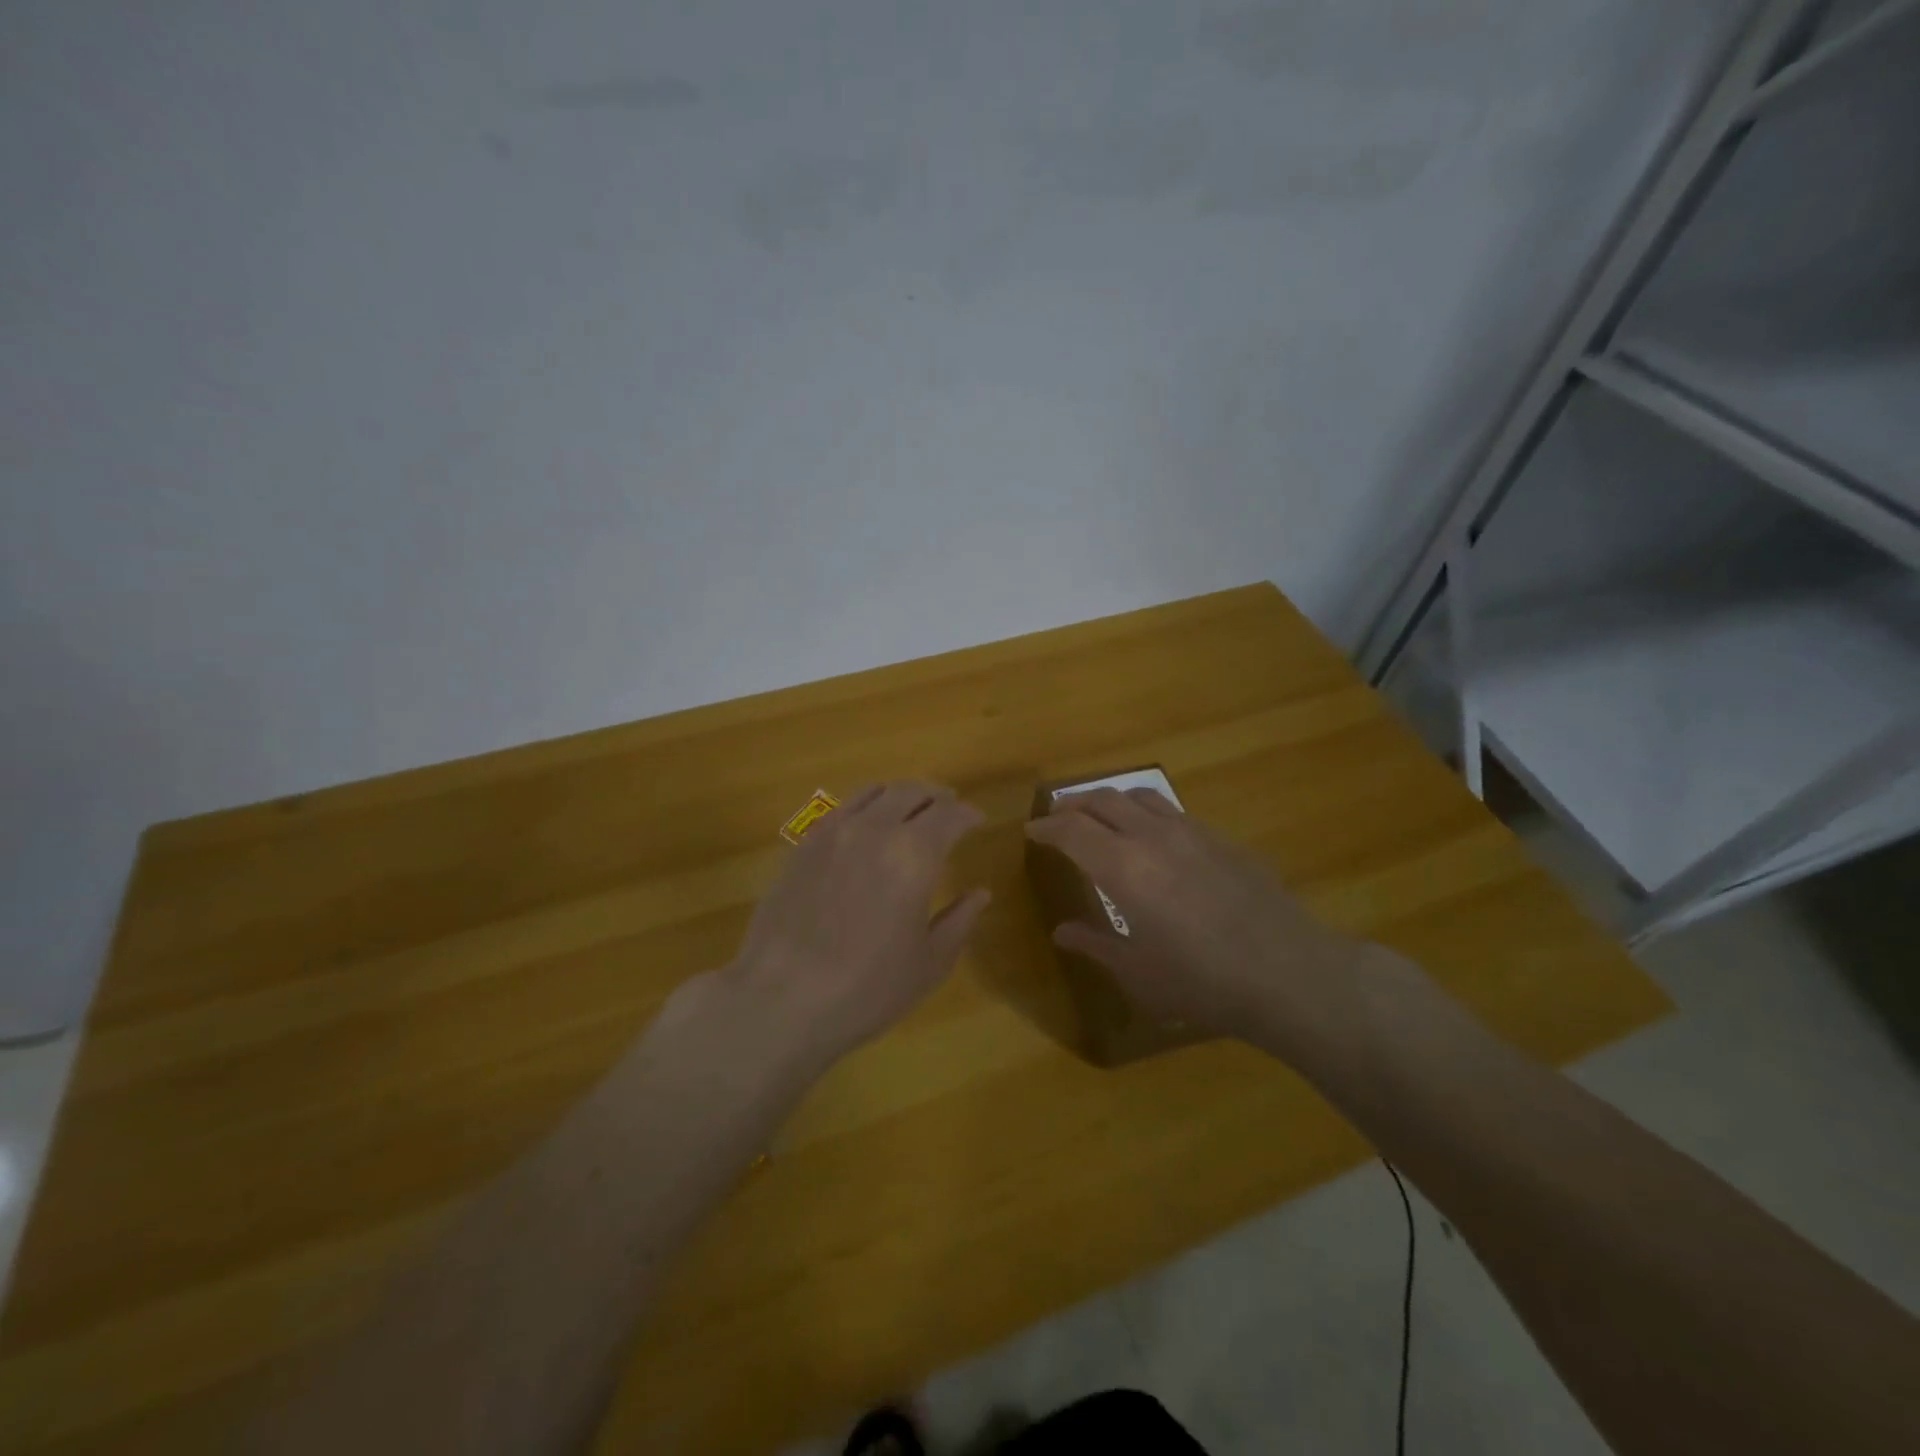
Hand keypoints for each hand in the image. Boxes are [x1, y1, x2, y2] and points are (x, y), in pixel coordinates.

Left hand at [711, 781, 990, 1074]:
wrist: (781, 1000)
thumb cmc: (867, 989)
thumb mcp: (928, 964)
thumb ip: (959, 921)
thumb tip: (980, 893)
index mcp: (915, 855)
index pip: (950, 814)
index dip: (969, 815)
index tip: (978, 822)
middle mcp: (875, 829)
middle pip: (913, 792)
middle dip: (937, 796)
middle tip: (950, 808)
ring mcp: (834, 832)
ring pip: (875, 791)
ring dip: (901, 794)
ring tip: (911, 808)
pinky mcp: (804, 844)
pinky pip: (842, 808)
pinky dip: (866, 805)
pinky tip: (867, 824)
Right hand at [1024, 788, 1360, 1045]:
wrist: (1289, 972)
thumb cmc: (1202, 981)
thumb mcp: (1138, 973)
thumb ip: (1095, 945)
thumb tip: (1062, 931)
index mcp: (1123, 868)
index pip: (1071, 831)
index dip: (1046, 827)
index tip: (1032, 831)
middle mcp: (1152, 837)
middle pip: (1103, 800)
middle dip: (1073, 805)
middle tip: (1058, 816)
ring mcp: (1192, 831)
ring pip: (1140, 796)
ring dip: (1111, 800)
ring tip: (1101, 814)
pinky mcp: (1222, 839)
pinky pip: (1173, 811)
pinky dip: (1148, 813)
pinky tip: (1155, 837)